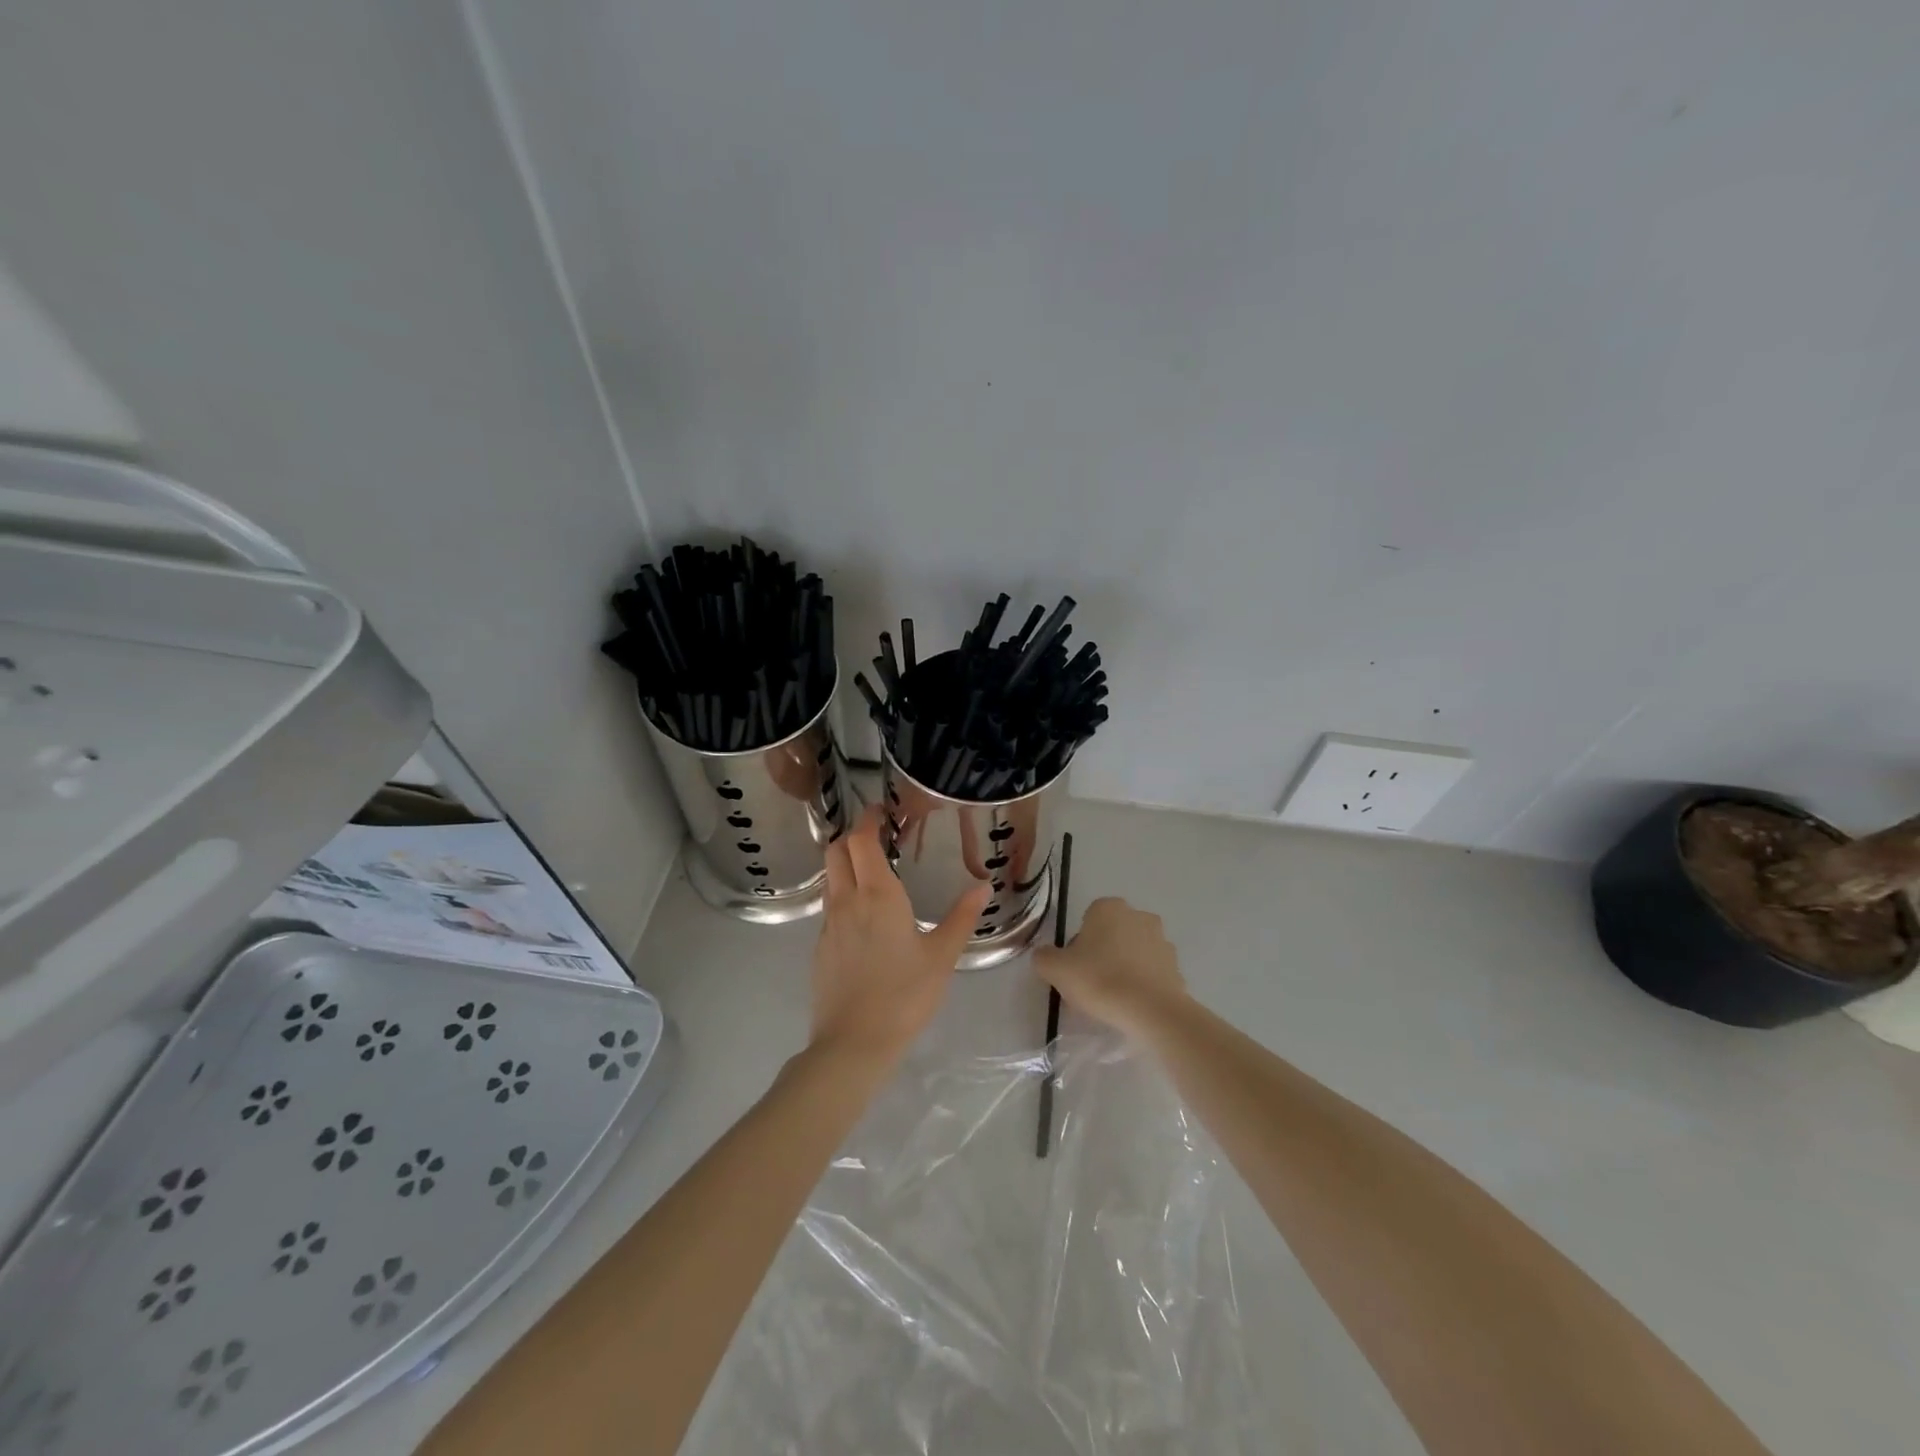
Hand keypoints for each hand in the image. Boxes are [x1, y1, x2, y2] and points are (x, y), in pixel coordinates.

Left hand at [810, 806, 990, 1060]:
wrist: (854, 1043)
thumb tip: (984, 886)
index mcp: (878, 895)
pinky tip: (864, 917)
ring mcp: (829, 924)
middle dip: (851, 836)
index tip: (880, 812)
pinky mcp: (820, 947)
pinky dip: (842, 895)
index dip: (867, 820)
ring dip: (845, 864)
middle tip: (876, 837)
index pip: (861, 841)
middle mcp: (847, 900)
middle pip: (836, 851)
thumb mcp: (942, 956)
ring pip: (830, 878)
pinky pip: (829, 907)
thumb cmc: (904, 995)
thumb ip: (962, 918)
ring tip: (872, 872)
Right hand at [1032, 896, 1187, 1038]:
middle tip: (1091, 984)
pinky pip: (1151, 972)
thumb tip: (1045, 956)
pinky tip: (1132, 1005)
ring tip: (1113, 998)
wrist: (1151, 1011)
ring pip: (1133, 952)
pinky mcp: (1176, 965)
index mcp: (1108, 908)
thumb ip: (1044, 957)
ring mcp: (1161, 940)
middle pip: (1111, 934)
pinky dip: (1142, 983)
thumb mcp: (1056, 969)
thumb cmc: (1100, 980)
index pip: (1087, 920)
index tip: (1075, 969)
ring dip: (1124, 967)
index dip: (1078, 945)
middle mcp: (1138, 915)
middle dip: (1102, 953)